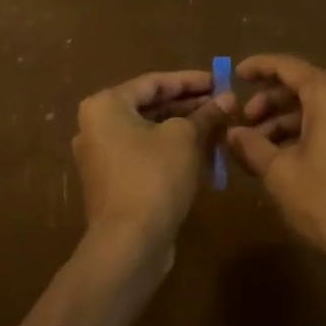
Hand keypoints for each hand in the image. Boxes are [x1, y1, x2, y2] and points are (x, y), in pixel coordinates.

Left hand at [73, 70, 233, 255]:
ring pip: (151, 133)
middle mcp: (97, 127)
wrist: (128, 245)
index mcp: (105, 106)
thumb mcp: (185, 138)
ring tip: (220, 127)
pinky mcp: (114, 184)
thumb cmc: (153, 176)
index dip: (191, 81)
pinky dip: (173, 151)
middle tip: (223, 104)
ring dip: (185, 129)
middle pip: (151, 107)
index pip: (154, 82)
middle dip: (190, 106)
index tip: (220, 80)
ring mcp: (103, 158)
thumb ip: (206, 114)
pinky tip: (204, 154)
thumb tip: (229, 99)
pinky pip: (147, 156)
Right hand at [226, 54, 325, 285]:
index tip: (235, 74)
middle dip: (270, 101)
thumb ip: (252, 146)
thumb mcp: (280, 174)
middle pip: (303, 86)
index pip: (287, 66)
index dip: (259, 67)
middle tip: (244, 124)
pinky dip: (307, 132)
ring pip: (318, 108)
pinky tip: (288, 159)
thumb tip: (231, 132)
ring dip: (286, 121)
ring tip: (260, 148)